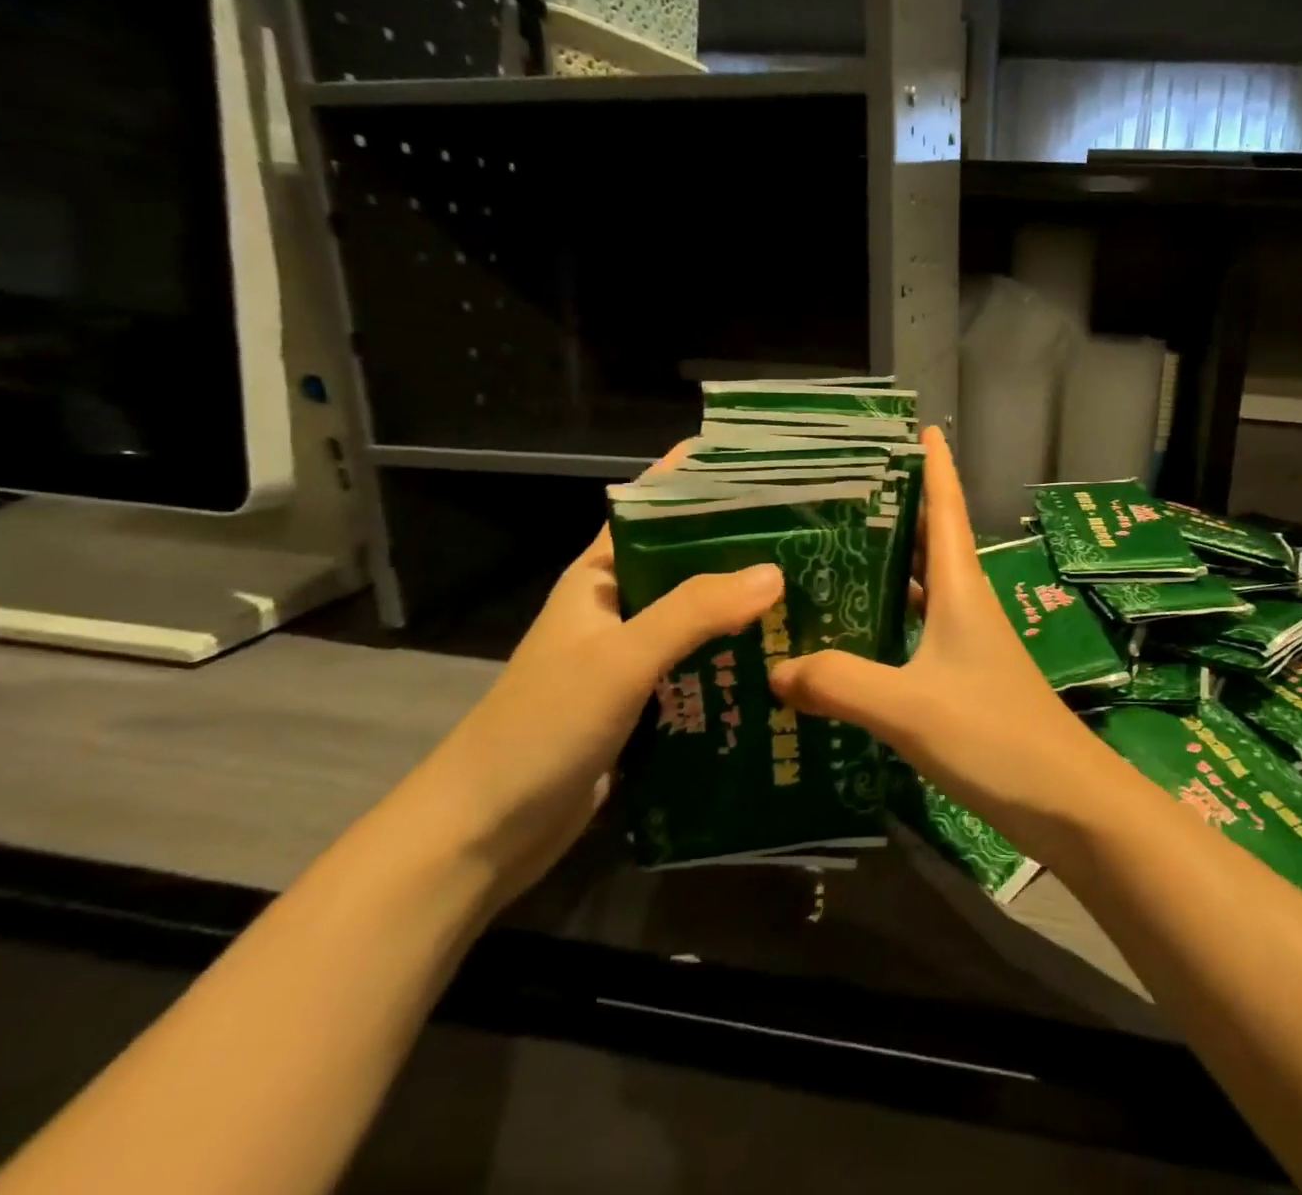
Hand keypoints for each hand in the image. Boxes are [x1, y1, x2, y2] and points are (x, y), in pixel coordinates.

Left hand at [398, 459, 783, 909]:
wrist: (485, 833)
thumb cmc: (542, 727)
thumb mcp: (620, 658)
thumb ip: (695, 611)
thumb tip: (775, 572)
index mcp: (599, 577)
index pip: (654, 509)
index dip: (701, 483)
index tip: (764, 467)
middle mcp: (619, 608)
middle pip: (688, 563)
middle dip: (743, 549)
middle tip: (813, 535)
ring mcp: (633, 658)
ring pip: (700, 619)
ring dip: (746, 609)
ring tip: (816, 591)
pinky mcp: (647, 703)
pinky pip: (702, 667)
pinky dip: (737, 661)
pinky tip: (785, 659)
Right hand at [770, 426, 1134, 859]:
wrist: (1066, 801)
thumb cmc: (994, 736)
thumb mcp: (909, 707)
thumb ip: (840, 683)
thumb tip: (776, 667)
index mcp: (960, 588)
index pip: (946, 508)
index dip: (934, 465)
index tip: (916, 427)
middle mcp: (966, 604)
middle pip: (929, 540)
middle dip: (895, 509)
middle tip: (838, 492)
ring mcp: (968, 643)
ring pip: (922, 587)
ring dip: (887, 567)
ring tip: (830, 555)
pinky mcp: (965, 678)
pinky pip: (918, 632)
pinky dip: (888, 622)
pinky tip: (852, 638)